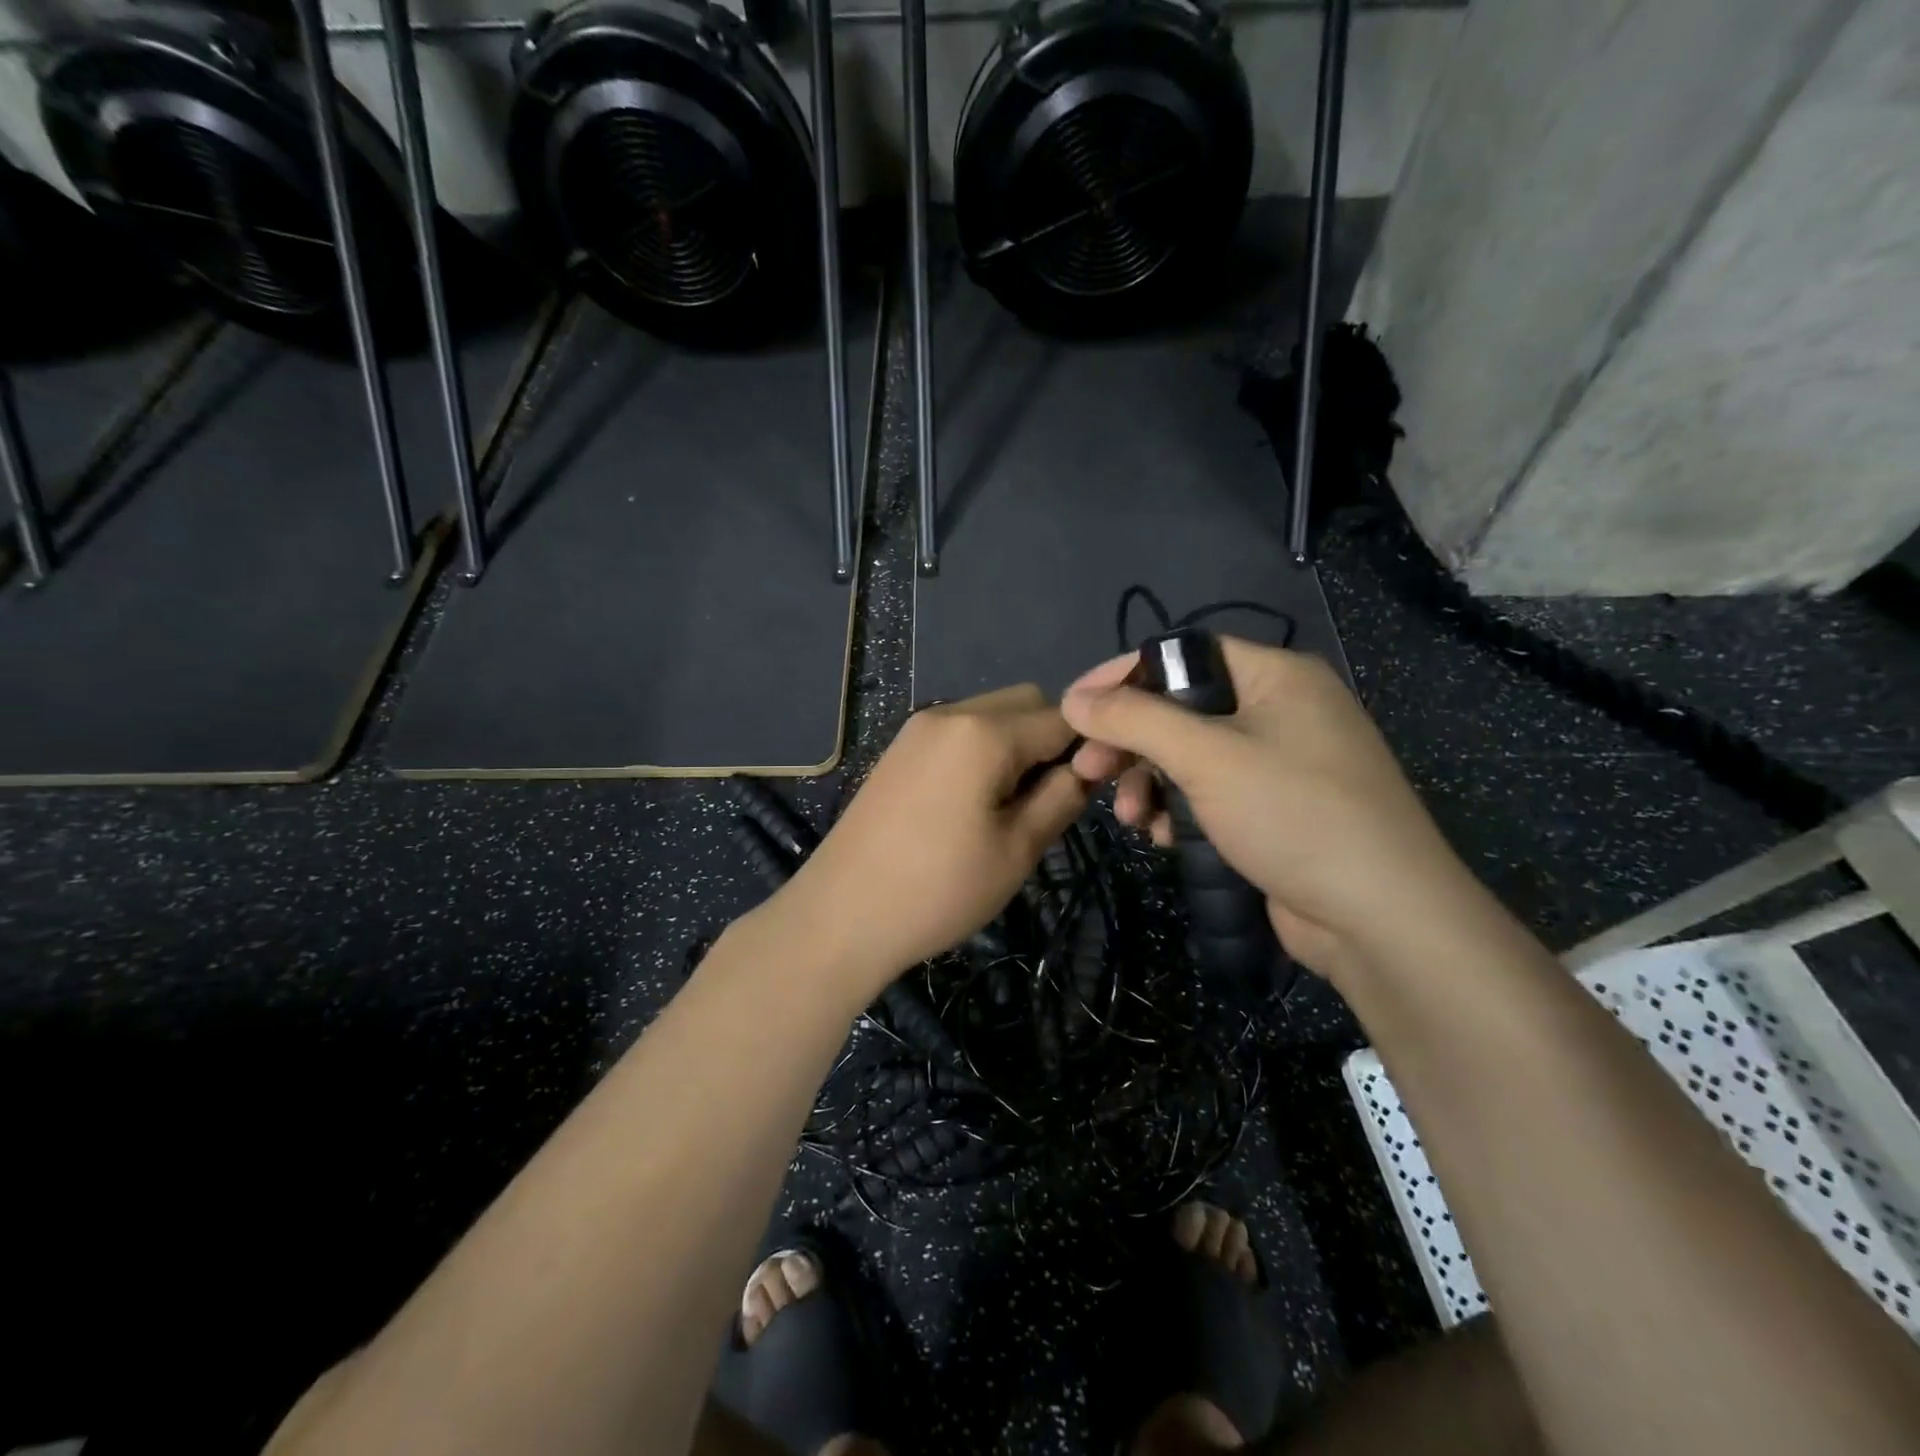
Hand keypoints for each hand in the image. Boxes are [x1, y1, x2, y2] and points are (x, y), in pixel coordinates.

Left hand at [771, 685, 1089, 997]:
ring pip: (991, 714)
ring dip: (1015, 745)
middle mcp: (951, 712)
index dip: (1088, 748)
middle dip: (1049, 740)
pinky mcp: (899, 748)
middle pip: (1026, 702)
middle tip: (1043, 799)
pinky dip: (981, 751)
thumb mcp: (1018, 849)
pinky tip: (970, 803)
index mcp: (985, 731)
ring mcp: (918, 727)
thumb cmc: (940, 888)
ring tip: (1006, 806)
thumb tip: (1087, 767)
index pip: (1064, 717)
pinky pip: (959, 731)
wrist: (842, 913)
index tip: (1089, 791)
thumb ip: (1063, 796)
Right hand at [1061, 638, 1486, 978]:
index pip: (1184, 654)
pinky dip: (1180, 809)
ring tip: (1132, 819)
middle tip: (1088, 771)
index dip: (1124, 675)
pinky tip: (1164, 837)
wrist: (1379, 917)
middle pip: (1181, 709)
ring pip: (1190, 757)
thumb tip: (1073, 699)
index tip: (1075, 707)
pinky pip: (1211, 793)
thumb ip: (1134, 720)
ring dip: (1150, 783)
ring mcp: (1280, 763)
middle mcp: (1280, 710)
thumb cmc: (1293, 813)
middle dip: (1131, 743)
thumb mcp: (1206, 756)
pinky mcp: (1274, 810)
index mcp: (1276, 676)